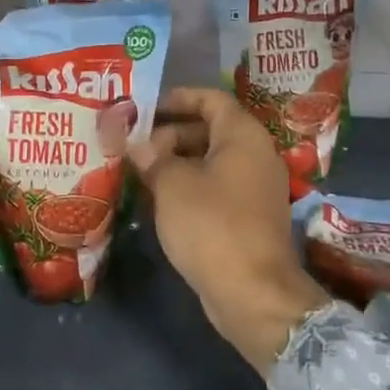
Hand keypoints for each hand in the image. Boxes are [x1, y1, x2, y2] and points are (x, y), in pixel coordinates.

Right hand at [129, 88, 329, 372]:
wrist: (253, 292)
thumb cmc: (211, 224)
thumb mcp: (172, 184)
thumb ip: (152, 157)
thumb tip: (137, 145)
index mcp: (243, 135)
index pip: (211, 99)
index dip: (177, 98)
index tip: (145, 108)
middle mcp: (256, 155)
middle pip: (210, 130)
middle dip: (170, 134)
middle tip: (134, 145)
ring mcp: (256, 188)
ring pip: (211, 162)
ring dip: (176, 163)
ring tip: (138, 171)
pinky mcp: (250, 217)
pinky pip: (216, 188)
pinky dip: (189, 187)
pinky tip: (159, 199)